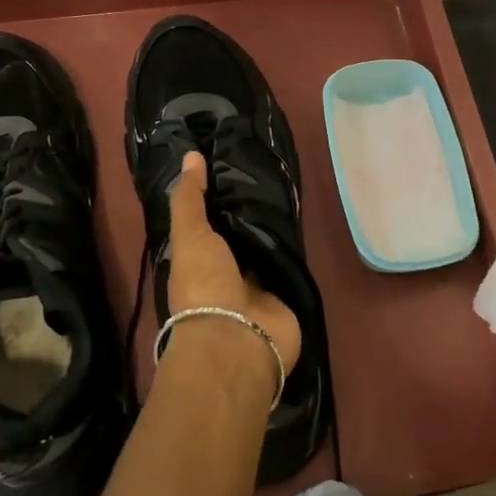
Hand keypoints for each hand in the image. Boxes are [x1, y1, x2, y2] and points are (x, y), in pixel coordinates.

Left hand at [164, 151, 301, 377]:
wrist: (239, 339)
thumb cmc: (204, 285)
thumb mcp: (189, 236)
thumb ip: (189, 198)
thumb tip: (192, 156)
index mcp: (199, 260)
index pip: (209, 222)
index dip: (218, 196)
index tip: (233, 162)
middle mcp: (227, 271)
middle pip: (241, 233)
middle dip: (251, 209)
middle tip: (269, 169)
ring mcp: (258, 284)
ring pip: (267, 245)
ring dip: (275, 225)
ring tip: (291, 184)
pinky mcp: (285, 292)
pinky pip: (290, 262)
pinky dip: (296, 245)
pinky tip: (305, 216)